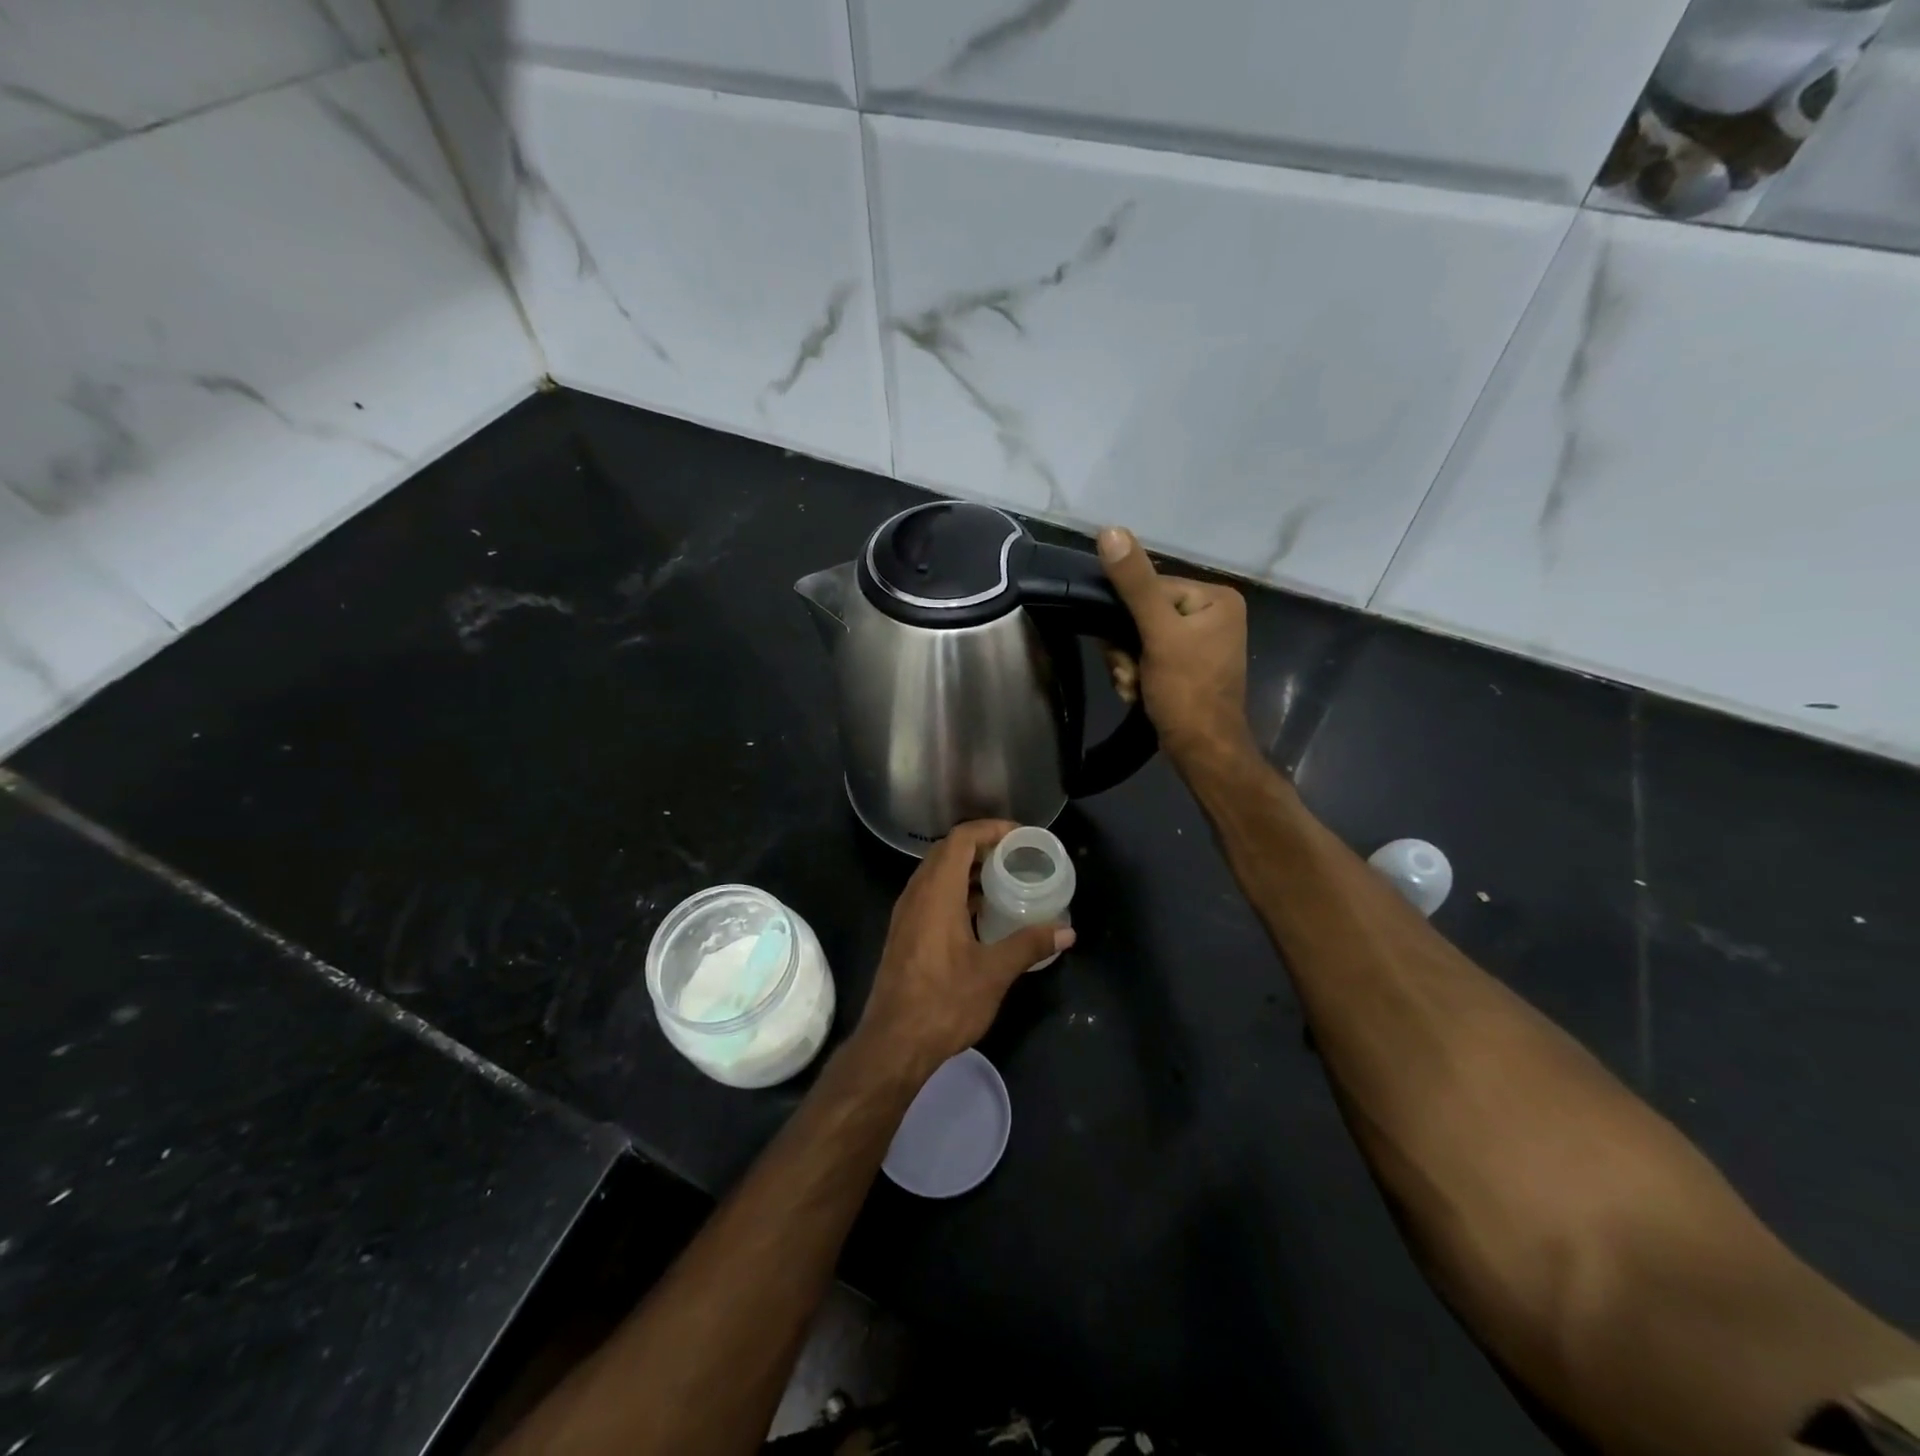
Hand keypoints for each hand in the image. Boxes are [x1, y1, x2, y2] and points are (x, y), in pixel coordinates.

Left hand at [857, 821, 1073, 1077]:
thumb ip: (1029, 944)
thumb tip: (1067, 931)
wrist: (893, 1044)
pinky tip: (982, 914)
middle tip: (1017, 856)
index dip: (990, 829)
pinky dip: (957, 892)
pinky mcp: (905, 933)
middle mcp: (916, 894)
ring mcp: (906, 914)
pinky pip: (932, 895)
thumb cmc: (944, 1002)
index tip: (1020, 836)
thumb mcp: (994, 972)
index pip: (960, 839)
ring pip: (937, 874)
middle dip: (982, 846)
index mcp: (936, 892)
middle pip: (947, 852)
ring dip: (969, 870)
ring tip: (1005, 880)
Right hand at [1098, 527, 1253, 769]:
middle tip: (1132, 674)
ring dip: (1127, 665)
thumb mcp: (1157, 633)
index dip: (1126, 618)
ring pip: (1139, 639)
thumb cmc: (1186, 691)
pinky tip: (1140, 694)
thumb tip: (1110, 531)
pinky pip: (1149, 658)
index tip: (1123, 648)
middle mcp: (1212, 615)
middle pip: (1142, 614)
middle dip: (1127, 648)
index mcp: (1215, 598)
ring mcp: (1200, 643)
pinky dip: (1137, 676)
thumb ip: (1134, 584)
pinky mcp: (1188, 666)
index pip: (1150, 587)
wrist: (1203, 752)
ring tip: (1136, 687)